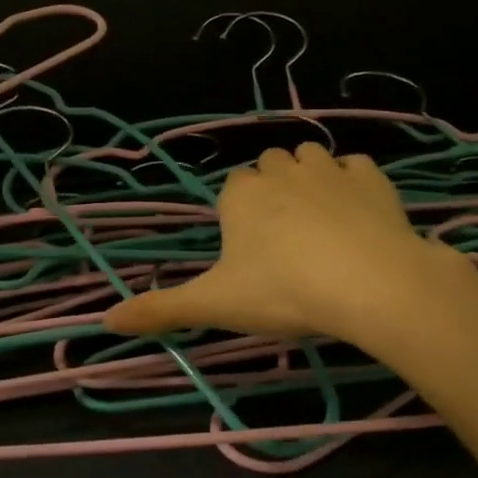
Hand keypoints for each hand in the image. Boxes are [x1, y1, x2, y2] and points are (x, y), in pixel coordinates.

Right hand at [104, 142, 472, 346]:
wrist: (369, 283)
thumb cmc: (283, 292)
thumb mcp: (216, 306)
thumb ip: (161, 310)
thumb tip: (105, 322)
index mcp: (241, 196)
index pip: (233, 188)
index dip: (240, 213)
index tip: (251, 249)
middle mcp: (280, 171)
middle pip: (269, 165)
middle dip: (273, 188)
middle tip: (284, 237)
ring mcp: (329, 169)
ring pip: (310, 156)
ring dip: (310, 176)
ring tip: (320, 220)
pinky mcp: (371, 177)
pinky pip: (356, 166)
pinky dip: (353, 182)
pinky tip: (359, 214)